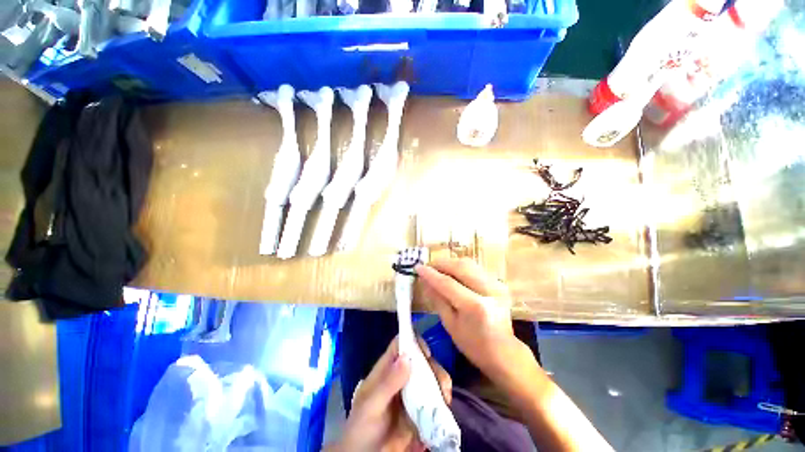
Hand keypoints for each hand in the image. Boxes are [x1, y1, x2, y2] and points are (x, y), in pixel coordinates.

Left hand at [329, 337, 451, 451]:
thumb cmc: (361, 429)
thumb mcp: (371, 406)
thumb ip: (388, 383)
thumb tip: (407, 357)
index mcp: (386, 370)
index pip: (400, 345)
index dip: (413, 342)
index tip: (427, 353)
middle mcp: (400, 377)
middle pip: (420, 360)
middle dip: (433, 367)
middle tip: (442, 382)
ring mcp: (410, 393)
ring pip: (429, 377)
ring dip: (440, 383)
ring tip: (446, 397)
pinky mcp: (418, 410)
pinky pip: (433, 398)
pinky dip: (442, 400)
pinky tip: (446, 408)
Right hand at [416, 258, 523, 377]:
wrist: (505, 352)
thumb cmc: (474, 345)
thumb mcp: (450, 324)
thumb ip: (437, 299)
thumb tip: (424, 281)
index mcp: (475, 306)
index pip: (448, 283)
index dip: (431, 274)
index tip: (417, 267)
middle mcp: (488, 290)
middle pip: (460, 266)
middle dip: (441, 263)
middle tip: (427, 267)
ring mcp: (496, 284)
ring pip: (468, 263)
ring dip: (450, 264)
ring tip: (437, 269)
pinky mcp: (498, 282)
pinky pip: (475, 268)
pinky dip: (460, 268)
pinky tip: (451, 274)